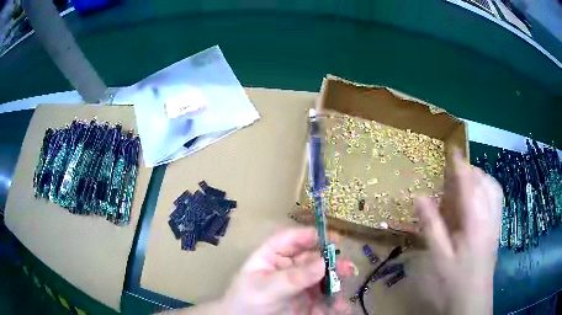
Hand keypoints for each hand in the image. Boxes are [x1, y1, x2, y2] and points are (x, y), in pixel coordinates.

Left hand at [220, 227, 353, 314]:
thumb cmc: (246, 303)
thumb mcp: (265, 289)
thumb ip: (293, 277)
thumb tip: (323, 262)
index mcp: (271, 257)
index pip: (291, 239)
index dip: (311, 235)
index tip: (334, 238)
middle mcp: (288, 268)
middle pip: (313, 259)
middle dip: (332, 263)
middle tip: (347, 269)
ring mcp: (299, 286)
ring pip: (323, 279)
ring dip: (336, 285)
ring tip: (342, 298)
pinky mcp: (307, 302)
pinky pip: (324, 299)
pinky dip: (334, 303)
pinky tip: (339, 309)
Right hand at [415, 148, 502, 314]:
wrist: (473, 301)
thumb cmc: (454, 281)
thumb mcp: (438, 256)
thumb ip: (431, 225)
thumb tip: (420, 196)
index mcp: (475, 220)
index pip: (469, 183)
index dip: (460, 165)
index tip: (452, 149)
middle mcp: (489, 215)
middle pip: (484, 181)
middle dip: (470, 171)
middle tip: (452, 174)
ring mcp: (495, 221)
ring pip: (492, 187)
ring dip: (479, 178)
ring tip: (464, 183)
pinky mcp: (496, 228)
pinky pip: (495, 198)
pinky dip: (486, 189)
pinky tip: (476, 199)